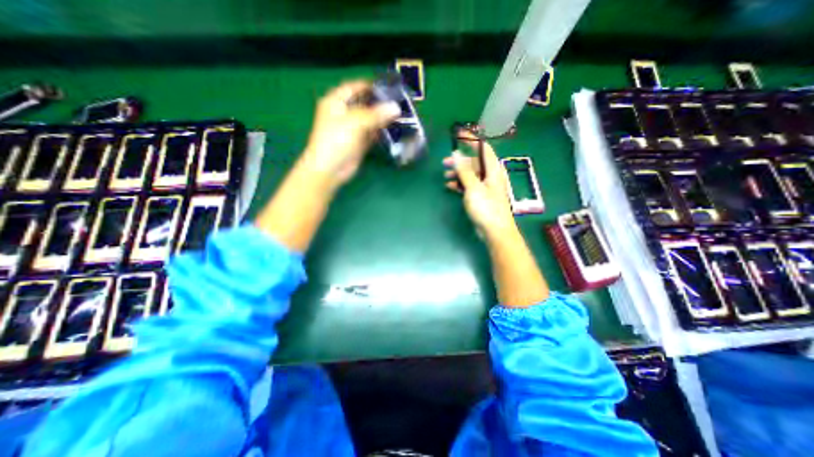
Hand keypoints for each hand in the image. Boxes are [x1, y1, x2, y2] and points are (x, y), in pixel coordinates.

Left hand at [300, 81, 401, 186]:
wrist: (330, 169)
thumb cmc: (336, 140)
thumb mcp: (355, 122)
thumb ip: (375, 114)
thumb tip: (396, 107)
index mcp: (336, 102)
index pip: (355, 87)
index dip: (370, 85)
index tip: (389, 86)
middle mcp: (344, 114)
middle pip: (364, 103)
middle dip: (380, 103)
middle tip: (400, 101)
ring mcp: (353, 129)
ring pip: (370, 120)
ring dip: (383, 118)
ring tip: (402, 114)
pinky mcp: (360, 143)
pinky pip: (373, 134)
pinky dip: (382, 132)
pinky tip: (395, 129)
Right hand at [445, 131, 514, 238]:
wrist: (495, 230)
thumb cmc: (486, 207)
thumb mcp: (473, 187)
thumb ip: (464, 170)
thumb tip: (456, 154)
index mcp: (493, 169)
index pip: (483, 148)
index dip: (471, 139)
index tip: (458, 134)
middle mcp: (490, 175)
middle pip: (474, 162)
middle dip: (460, 161)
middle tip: (445, 163)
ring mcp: (485, 186)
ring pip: (470, 174)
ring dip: (458, 173)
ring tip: (445, 176)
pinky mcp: (481, 196)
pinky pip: (469, 185)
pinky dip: (460, 184)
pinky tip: (450, 186)